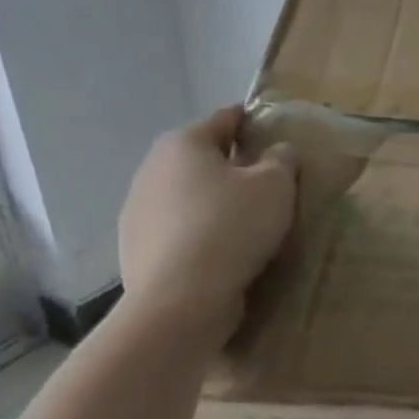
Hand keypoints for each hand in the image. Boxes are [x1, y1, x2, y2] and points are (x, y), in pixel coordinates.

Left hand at [119, 107, 296, 341]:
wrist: (181, 300)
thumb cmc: (232, 226)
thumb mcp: (276, 185)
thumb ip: (282, 159)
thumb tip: (279, 151)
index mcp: (184, 143)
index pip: (226, 119)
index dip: (255, 123)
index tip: (279, 138)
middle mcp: (151, 168)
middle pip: (204, 158)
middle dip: (235, 166)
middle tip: (270, 186)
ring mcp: (137, 211)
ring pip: (189, 195)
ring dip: (215, 202)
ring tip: (249, 224)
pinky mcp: (136, 248)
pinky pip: (179, 229)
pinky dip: (200, 233)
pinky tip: (224, 252)